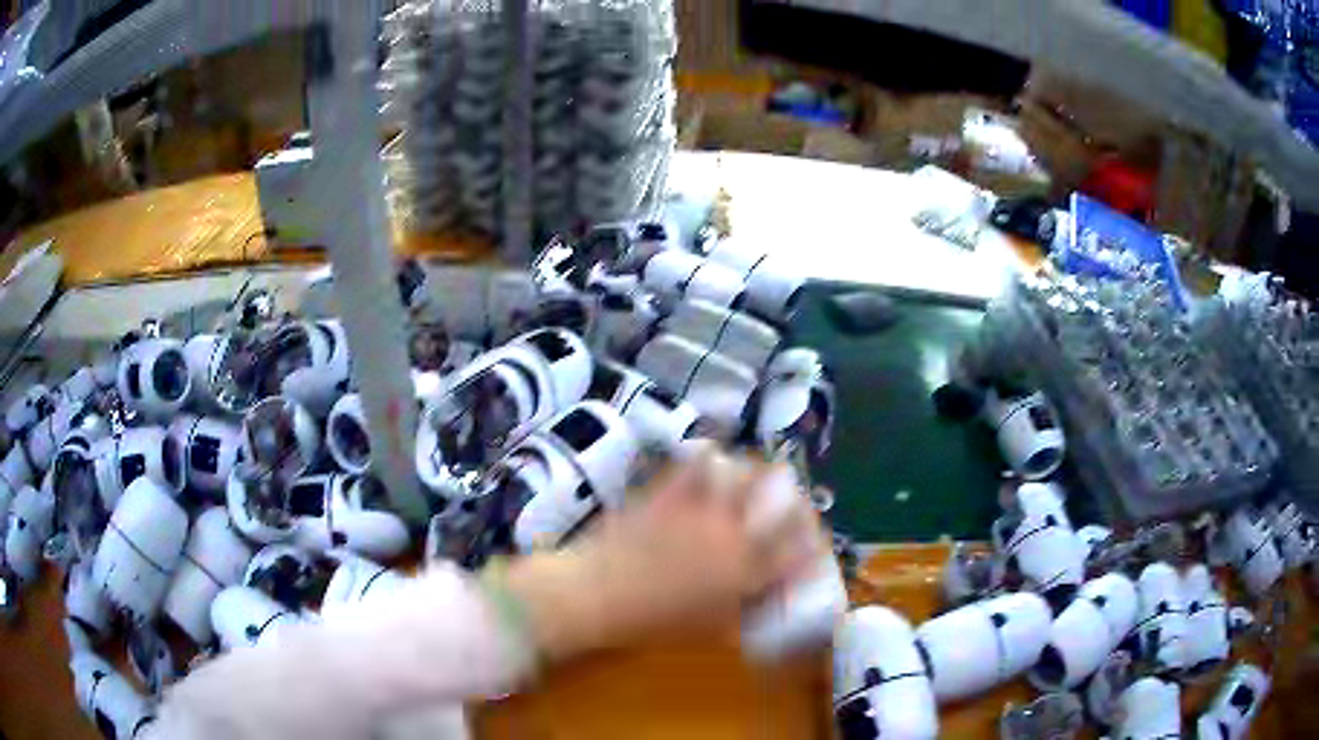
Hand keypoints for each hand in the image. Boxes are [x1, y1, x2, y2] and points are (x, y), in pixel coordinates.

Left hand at [502, 451, 827, 661]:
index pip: (798, 551)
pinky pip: (697, 463)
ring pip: (748, 475)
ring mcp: (702, 508)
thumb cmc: (650, 622)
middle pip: (784, 505)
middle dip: (798, 501)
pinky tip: (712, 458)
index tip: (813, 539)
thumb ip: (742, 611)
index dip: (812, 541)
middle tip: (794, 501)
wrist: (594, 593)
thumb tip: (761, 598)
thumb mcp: (706, 629)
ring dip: (760, 473)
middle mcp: (734, 535)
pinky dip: (709, 458)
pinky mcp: (672, 491)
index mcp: (746, 574)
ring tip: (759, 474)